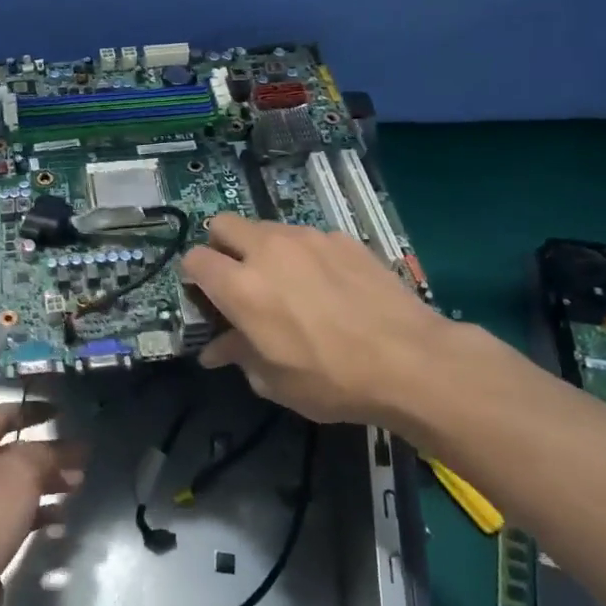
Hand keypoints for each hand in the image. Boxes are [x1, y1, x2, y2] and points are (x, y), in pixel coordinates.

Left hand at [0, 401, 83, 605]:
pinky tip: (61, 519)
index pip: (5, 413)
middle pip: (14, 450)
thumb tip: (70, 447)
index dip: (34, 410)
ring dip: (47, 482)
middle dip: (49, 453)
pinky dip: (37, 512)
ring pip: (16, 483)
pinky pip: (13, 513)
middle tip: (81, 458)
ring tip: (78, 486)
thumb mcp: (22, 472)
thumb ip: (48, 453)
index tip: (62, 412)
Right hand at [181, 214, 463, 425]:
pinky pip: (308, 238)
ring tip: (288, 283)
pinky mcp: (343, 238)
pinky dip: (305, 255)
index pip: (194, 259)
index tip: (205, 296)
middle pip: (223, 225)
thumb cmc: (332, 380)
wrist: (411, 361)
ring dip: (263, 249)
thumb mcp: (274, 381)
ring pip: (267, 228)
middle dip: (221, 247)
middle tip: (238, 279)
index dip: (193, 277)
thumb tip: (215, 350)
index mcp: (240, 286)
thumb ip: (238, 355)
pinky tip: (329, 285)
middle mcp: (268, 250)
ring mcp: (309, 238)